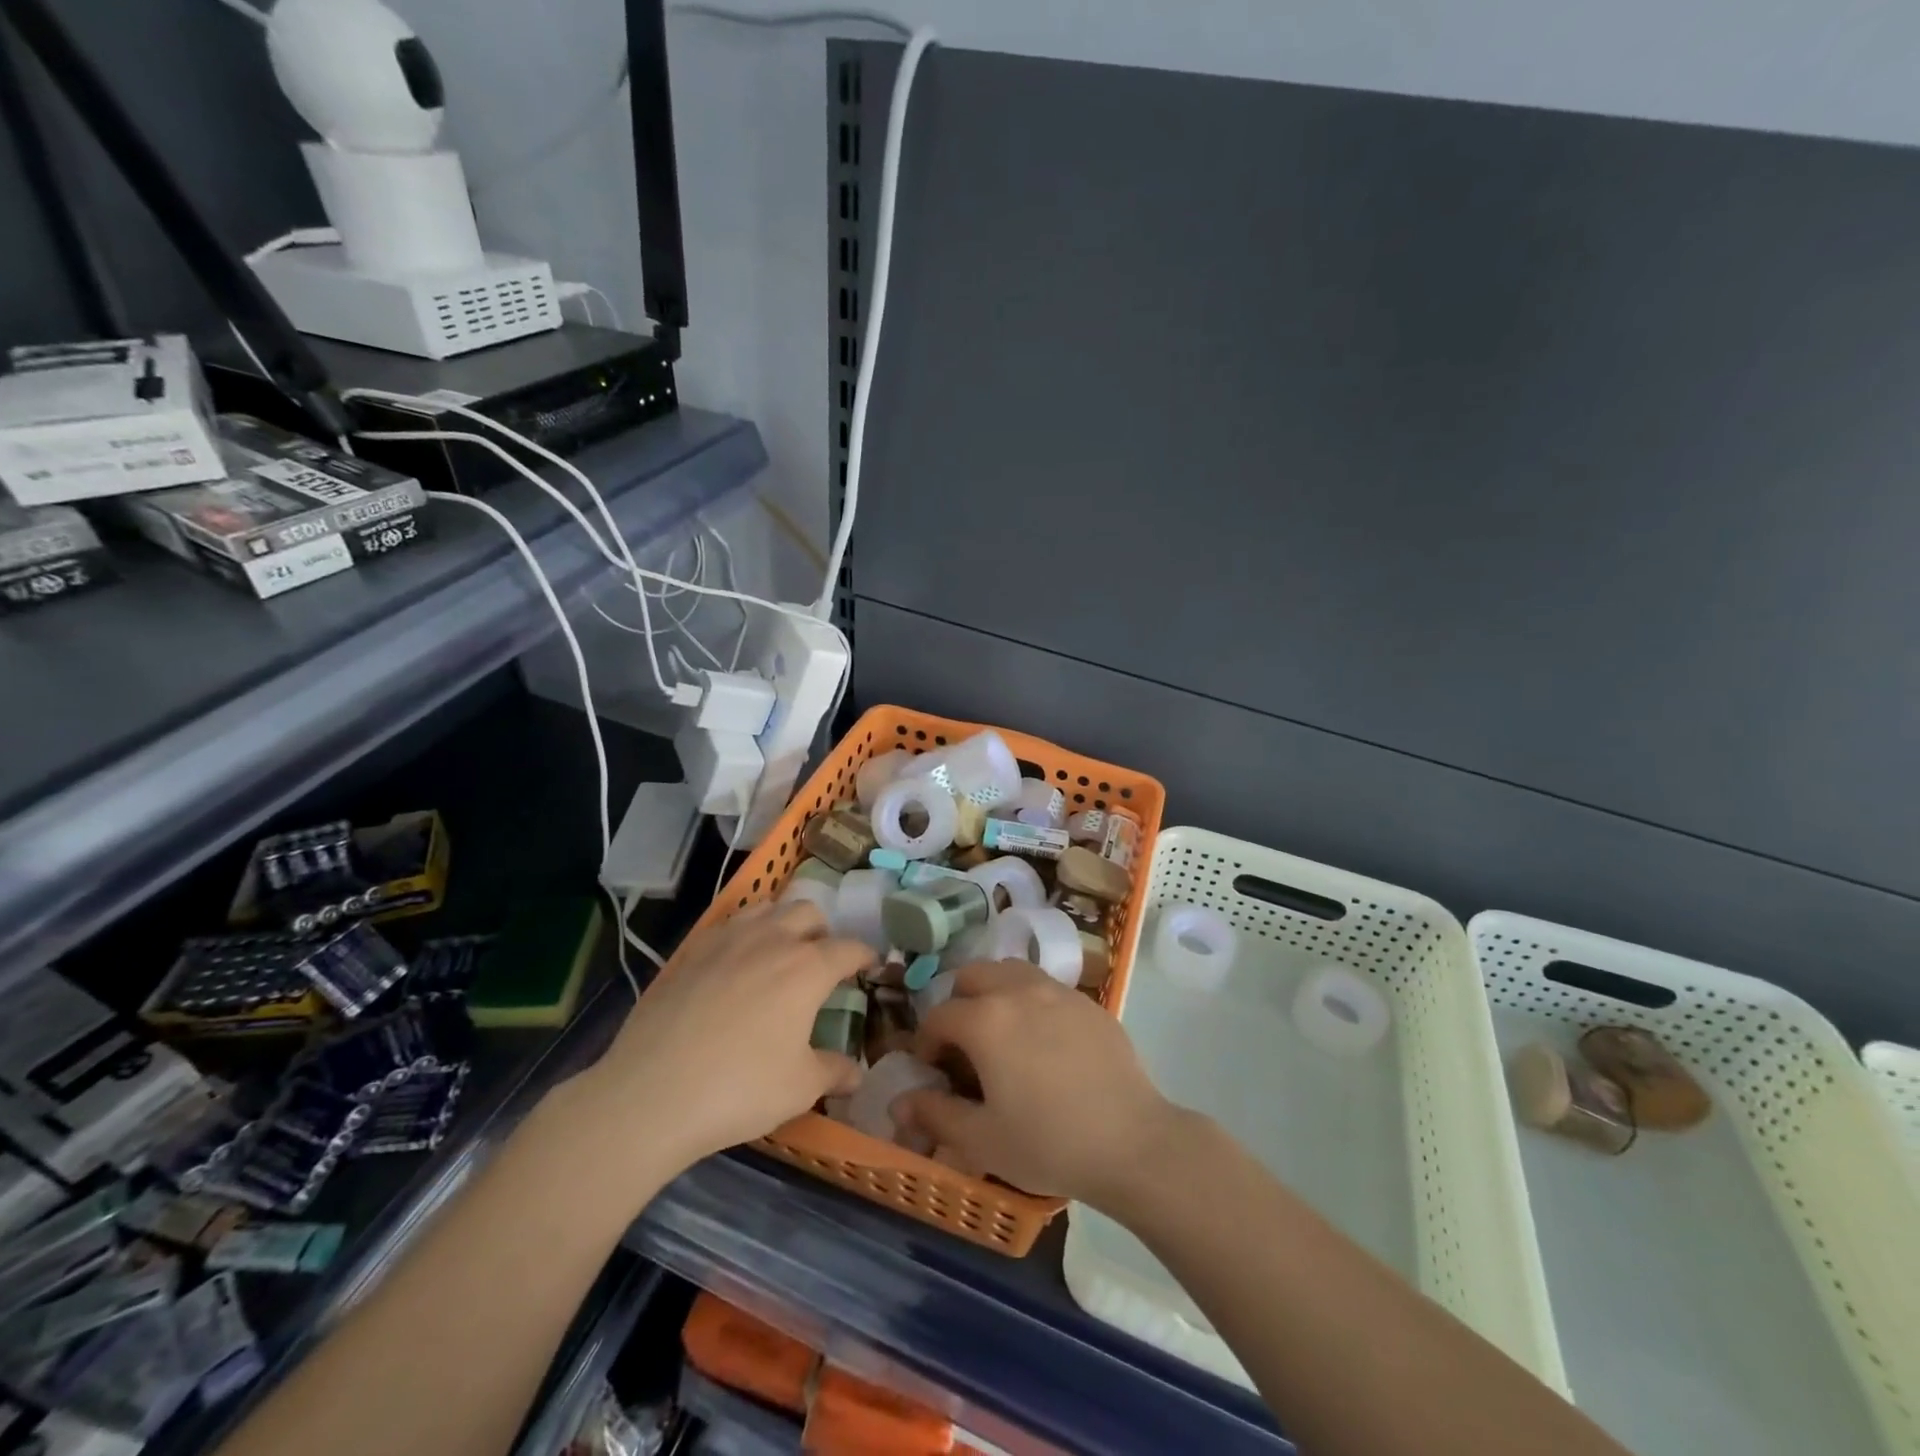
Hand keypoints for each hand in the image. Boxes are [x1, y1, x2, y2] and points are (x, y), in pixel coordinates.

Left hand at [571, 902, 871, 1175]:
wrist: (652, 1093)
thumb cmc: (740, 1088)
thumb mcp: (799, 1088)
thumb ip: (834, 1072)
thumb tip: (856, 1073)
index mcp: (807, 967)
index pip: (849, 948)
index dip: (865, 955)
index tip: (871, 965)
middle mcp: (772, 940)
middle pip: (808, 913)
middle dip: (823, 932)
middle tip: (822, 961)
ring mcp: (728, 940)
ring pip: (767, 910)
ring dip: (783, 924)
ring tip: (780, 953)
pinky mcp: (692, 952)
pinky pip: (729, 926)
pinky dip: (745, 935)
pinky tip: (736, 965)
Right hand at [894, 960, 1179, 1206]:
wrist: (1132, 1142)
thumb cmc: (1049, 1143)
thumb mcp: (982, 1140)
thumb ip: (936, 1114)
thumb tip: (900, 1102)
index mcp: (986, 1020)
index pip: (939, 1016)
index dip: (927, 1043)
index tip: (934, 1072)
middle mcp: (1018, 991)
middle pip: (973, 976)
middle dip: (958, 1004)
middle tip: (965, 1046)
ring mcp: (1057, 991)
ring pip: (1011, 971)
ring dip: (994, 992)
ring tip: (1003, 1034)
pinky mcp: (1088, 1002)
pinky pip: (1046, 987)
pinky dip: (1030, 1001)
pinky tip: (1044, 1043)